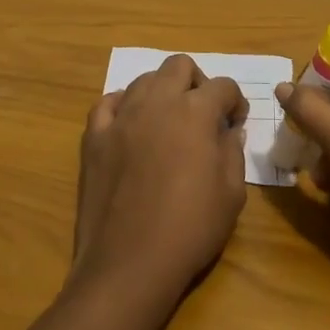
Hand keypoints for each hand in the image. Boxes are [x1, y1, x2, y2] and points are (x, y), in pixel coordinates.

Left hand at [71, 55, 247, 310]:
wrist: (128, 263)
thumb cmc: (190, 229)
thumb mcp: (231, 195)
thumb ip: (233, 152)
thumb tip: (229, 130)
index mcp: (195, 112)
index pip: (223, 86)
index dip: (235, 101)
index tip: (235, 122)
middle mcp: (157, 103)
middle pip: (179, 65)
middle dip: (197, 82)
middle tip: (202, 114)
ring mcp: (121, 117)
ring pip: (144, 79)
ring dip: (161, 92)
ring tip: (167, 122)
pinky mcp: (94, 136)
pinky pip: (107, 103)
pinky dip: (123, 106)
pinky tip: (130, 126)